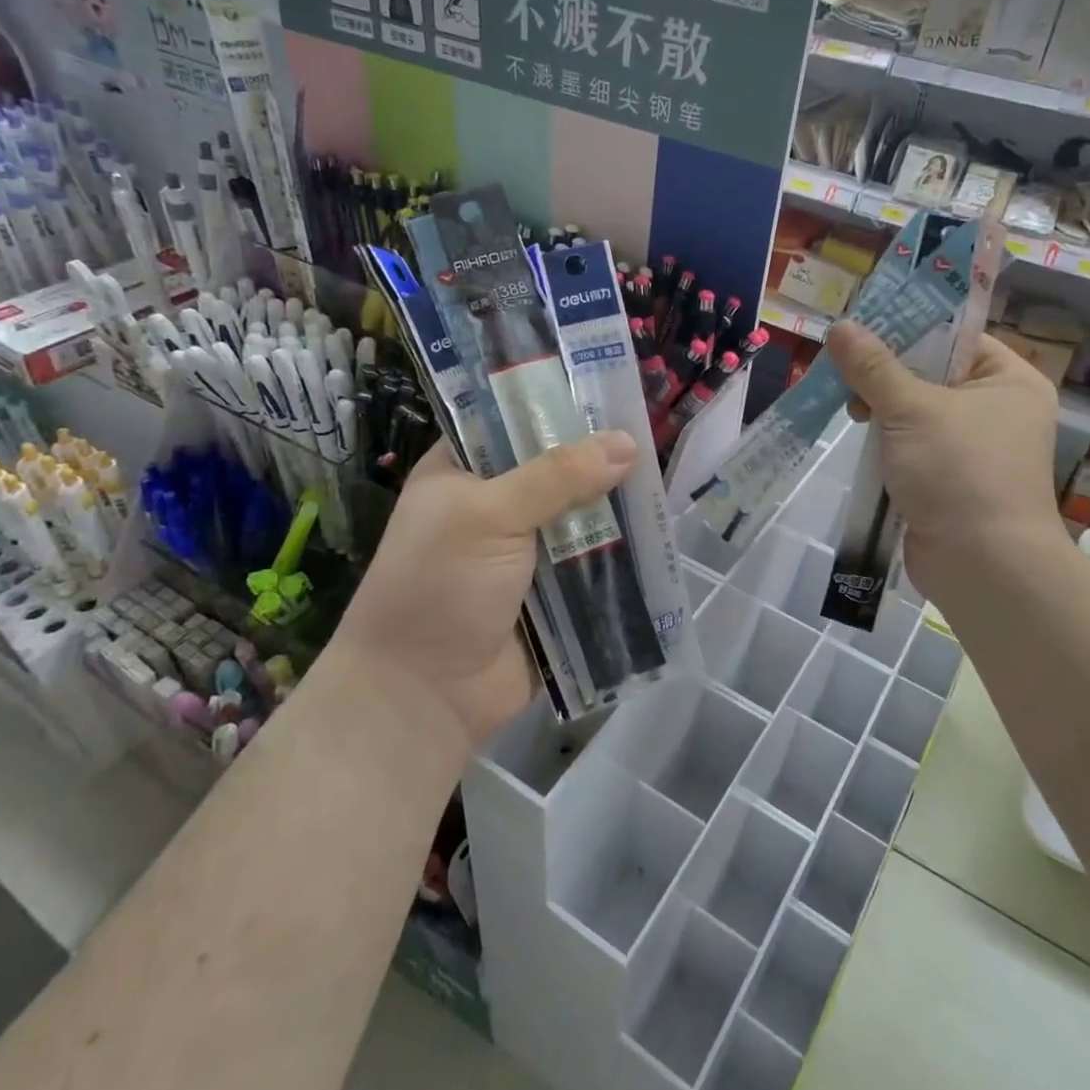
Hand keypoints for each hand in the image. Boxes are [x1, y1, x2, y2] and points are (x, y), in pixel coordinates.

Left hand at [327, 431, 637, 754]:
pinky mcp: (554, 592)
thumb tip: (627, 443)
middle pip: (557, 469)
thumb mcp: (488, 515)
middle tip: (651, 433)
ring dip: (615, 506)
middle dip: (599, 459)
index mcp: (462, 473)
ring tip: (666, 478)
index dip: (558, 407)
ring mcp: (526, 551)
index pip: (513, 423)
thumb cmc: (439, 586)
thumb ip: (556, 476)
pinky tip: (659, 530)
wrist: (424, 696)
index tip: (610, 392)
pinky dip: (620, 551)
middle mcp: (495, 505)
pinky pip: (593, 561)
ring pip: (580, 516)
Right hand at [825, 322, 1065, 606]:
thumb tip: (839, 327)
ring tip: (852, 411)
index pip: (956, 337)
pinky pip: (915, 447)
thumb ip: (872, 366)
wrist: (983, 567)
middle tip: (849, 376)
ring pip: (918, 413)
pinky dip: (889, 443)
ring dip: (883, 410)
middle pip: (932, 374)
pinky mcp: (952, 481)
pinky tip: (863, 441)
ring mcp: (976, 450)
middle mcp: (999, 411)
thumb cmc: (959, 472)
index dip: (909, 328)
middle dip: (887, 375)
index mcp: (1009, 381)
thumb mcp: (911, 409)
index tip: (863, 329)